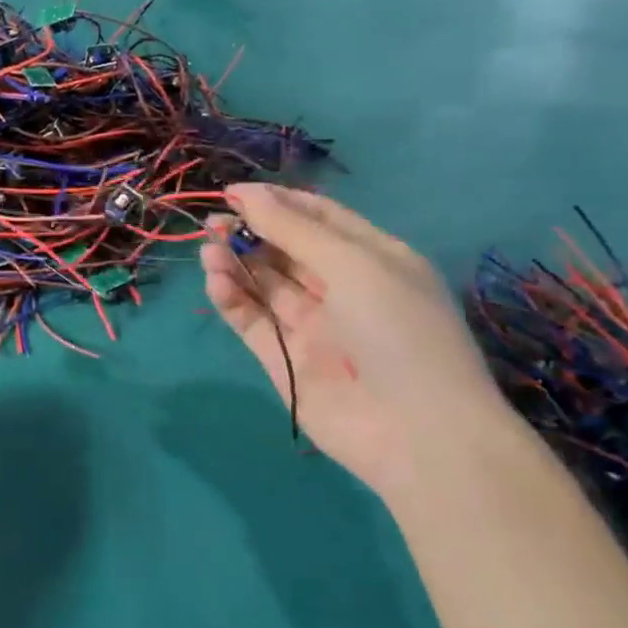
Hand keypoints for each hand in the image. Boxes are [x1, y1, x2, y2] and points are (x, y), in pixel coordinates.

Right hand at [201, 185, 516, 499]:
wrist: (418, 434)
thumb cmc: (398, 331)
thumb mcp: (353, 265)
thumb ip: (294, 229)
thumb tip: (247, 194)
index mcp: (374, 260)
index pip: (320, 218)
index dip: (278, 202)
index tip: (235, 193)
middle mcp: (343, 289)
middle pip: (287, 249)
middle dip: (251, 232)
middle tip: (213, 222)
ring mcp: (313, 326)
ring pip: (264, 284)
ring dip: (236, 263)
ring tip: (209, 249)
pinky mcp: (285, 360)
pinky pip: (252, 321)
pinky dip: (232, 299)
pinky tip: (215, 281)